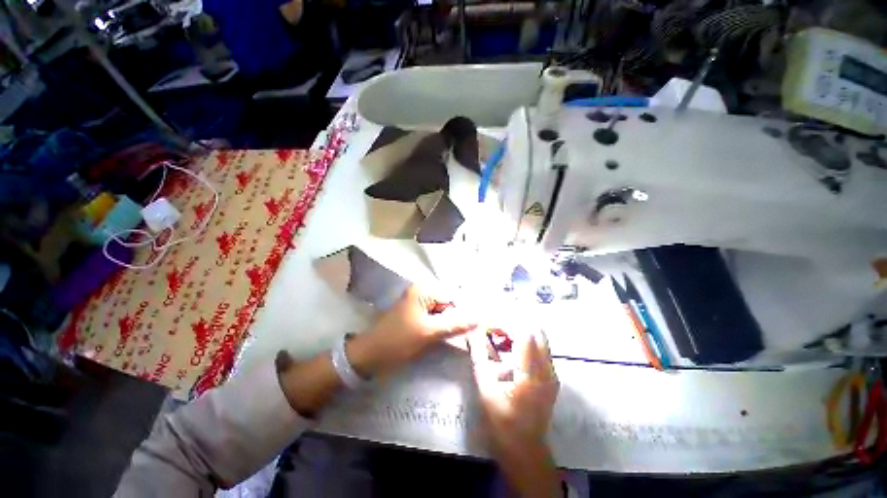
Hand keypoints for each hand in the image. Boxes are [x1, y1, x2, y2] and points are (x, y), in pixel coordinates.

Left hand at [348, 285, 475, 376]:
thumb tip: (480, 318)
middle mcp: (423, 292)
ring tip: (467, 335)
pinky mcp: (418, 315)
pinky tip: (453, 335)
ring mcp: (420, 304)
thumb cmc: (397, 341)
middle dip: (461, 316)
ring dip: (454, 322)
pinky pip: (437, 318)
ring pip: (444, 311)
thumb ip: (455, 324)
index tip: (480, 325)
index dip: (467, 310)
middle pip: (449, 303)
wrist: (370, 356)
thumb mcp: (428, 332)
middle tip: (476, 332)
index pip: (454, 296)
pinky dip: (445, 326)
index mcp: (424, 290)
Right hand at [468, 327, 559, 496]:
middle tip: (494, 328)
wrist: (525, 450)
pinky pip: (541, 347)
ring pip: (540, 336)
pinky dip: (526, 340)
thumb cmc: (501, 422)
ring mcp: (553, 372)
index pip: (523, 332)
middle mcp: (546, 369)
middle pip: (535, 330)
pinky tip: (510, 347)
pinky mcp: (552, 376)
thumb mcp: (485, 388)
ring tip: (501, 335)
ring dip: (520, 330)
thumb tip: (473, 331)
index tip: (488, 324)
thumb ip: (480, 356)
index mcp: (530, 374)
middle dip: (513, 323)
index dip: (505, 323)